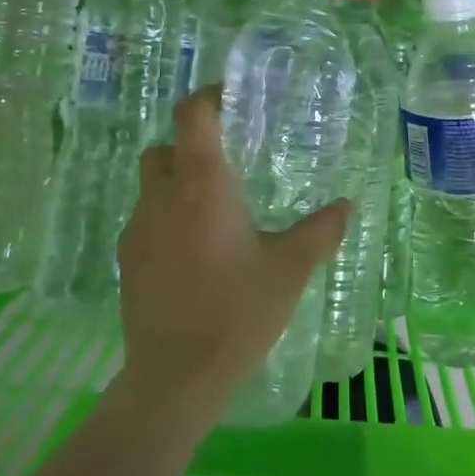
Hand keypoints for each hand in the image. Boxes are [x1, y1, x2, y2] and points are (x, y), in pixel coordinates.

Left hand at [116, 86, 352, 416]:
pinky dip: (166, 221)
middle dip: (190, 146)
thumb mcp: (289, 269)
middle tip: (226, 165)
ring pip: (152, 186)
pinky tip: (194, 255)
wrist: (176, 377)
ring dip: (176, 185)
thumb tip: (347, 205)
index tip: (231, 100)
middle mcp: (162, 197)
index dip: (208, 98)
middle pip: (165, 148)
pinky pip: (146, 222)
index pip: (191, 116)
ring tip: (213, 214)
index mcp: (202, 186)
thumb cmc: (238, 312)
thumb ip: (320, 231)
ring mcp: (138, 229)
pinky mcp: (127, 261)